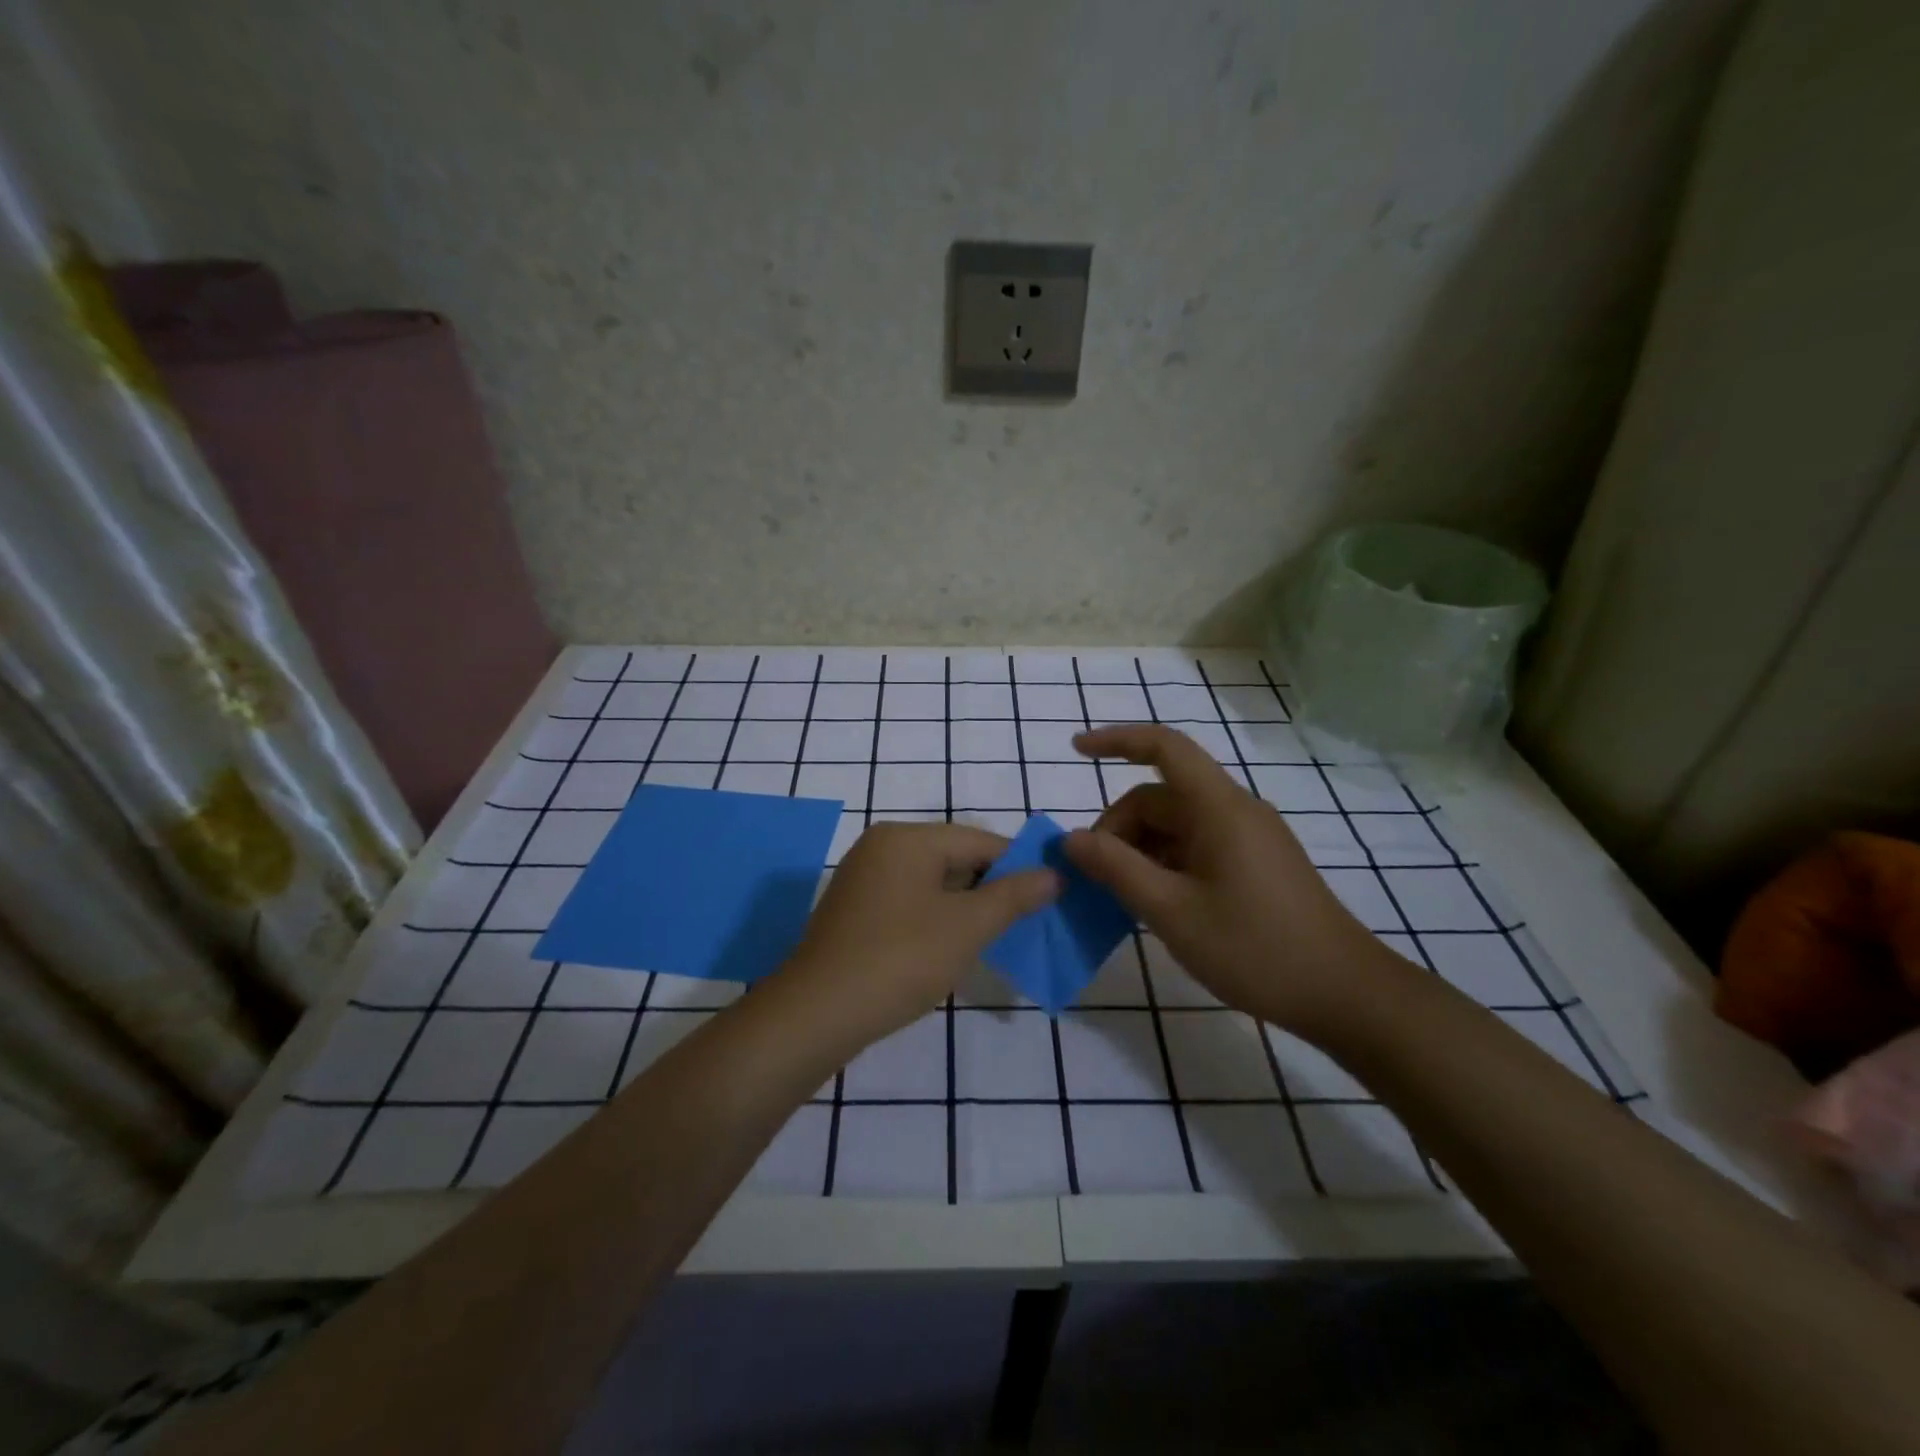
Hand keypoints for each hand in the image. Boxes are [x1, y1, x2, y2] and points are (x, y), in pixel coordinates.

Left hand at [779, 821, 1058, 1050]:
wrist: (816, 1014)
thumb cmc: (899, 959)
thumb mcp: (966, 927)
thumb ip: (1012, 896)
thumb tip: (1053, 874)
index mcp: (906, 838)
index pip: (979, 840)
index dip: (1019, 865)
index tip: (1051, 894)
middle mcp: (881, 847)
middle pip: (954, 857)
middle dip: (992, 887)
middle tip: (1026, 920)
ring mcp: (862, 879)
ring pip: (931, 882)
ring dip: (965, 906)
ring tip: (995, 936)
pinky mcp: (853, 911)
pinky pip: (908, 902)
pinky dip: (935, 917)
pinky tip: (950, 947)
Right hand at [1063, 725, 1404, 1035]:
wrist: (1344, 993)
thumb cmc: (1255, 949)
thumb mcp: (1171, 911)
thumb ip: (1116, 870)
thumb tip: (1070, 839)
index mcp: (1218, 808)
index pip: (1164, 747)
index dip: (1116, 740)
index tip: (1076, 750)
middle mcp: (1234, 811)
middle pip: (1161, 796)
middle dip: (1119, 827)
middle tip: (1094, 877)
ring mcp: (1248, 838)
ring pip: (1176, 825)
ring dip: (1140, 850)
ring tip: (1120, 897)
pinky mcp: (1255, 864)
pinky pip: (1196, 847)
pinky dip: (1165, 863)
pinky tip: (1154, 903)